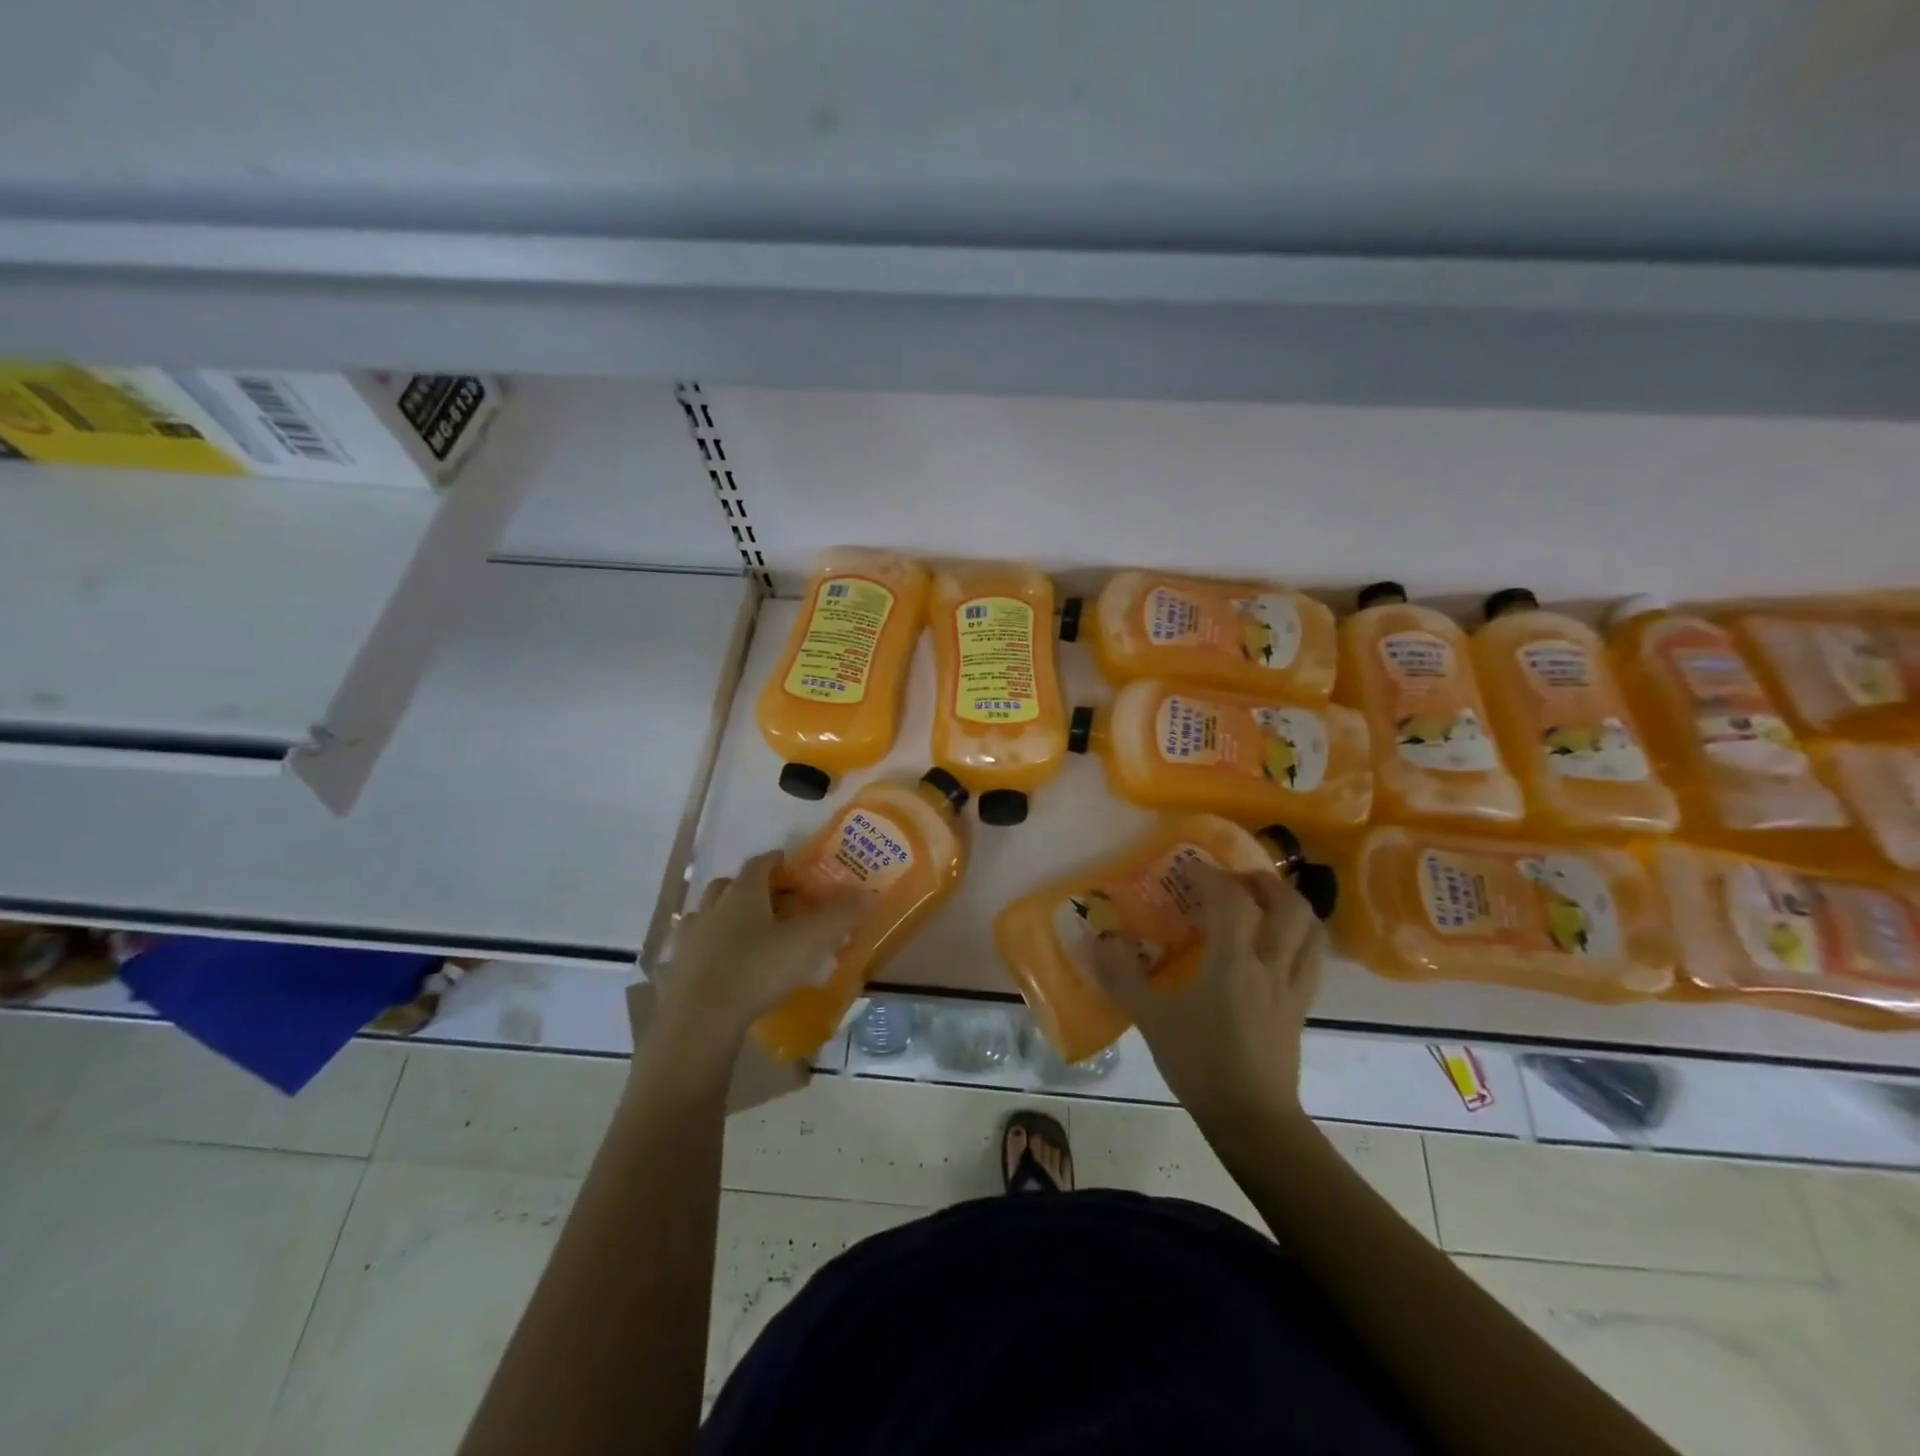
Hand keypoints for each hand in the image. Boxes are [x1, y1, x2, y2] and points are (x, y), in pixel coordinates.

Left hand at [645, 852, 862, 1056]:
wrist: (701, 1019)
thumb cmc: (758, 970)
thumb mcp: (810, 941)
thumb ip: (840, 915)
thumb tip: (867, 892)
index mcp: (744, 893)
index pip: (759, 864)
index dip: (776, 861)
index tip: (789, 865)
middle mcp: (713, 907)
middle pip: (728, 885)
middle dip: (748, 887)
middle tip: (771, 901)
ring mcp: (690, 939)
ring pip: (707, 915)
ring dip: (725, 917)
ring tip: (747, 934)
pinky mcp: (676, 969)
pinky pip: (695, 949)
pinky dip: (709, 950)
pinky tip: (724, 967)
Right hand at [1092, 861, 1323, 1118]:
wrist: (1252, 1120)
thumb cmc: (1200, 1064)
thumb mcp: (1152, 1020)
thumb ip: (1122, 977)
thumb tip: (1098, 941)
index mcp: (1234, 962)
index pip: (1232, 900)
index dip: (1212, 876)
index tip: (1190, 868)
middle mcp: (1271, 965)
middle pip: (1288, 906)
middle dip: (1263, 882)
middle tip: (1236, 880)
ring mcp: (1293, 988)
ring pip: (1310, 930)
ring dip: (1289, 905)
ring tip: (1263, 903)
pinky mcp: (1302, 1009)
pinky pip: (1312, 959)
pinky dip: (1300, 938)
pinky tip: (1277, 946)